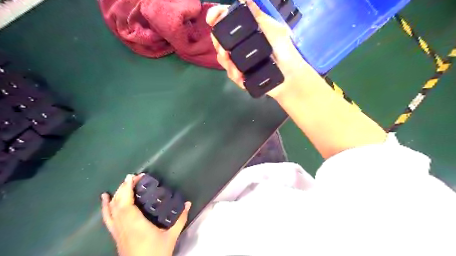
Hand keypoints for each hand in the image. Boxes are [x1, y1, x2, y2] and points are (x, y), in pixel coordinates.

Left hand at [101, 174, 190, 255]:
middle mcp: (123, 226)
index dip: (127, 189)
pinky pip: (108, 218)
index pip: (127, 203)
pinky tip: (104, 198)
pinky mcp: (116, 235)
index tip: (133, 177)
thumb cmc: (156, 254)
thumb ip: (180, 219)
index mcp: (136, 225)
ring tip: (123, 183)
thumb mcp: (171, 237)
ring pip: (112, 209)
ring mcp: (118, 231)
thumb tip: (188, 203)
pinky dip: (105, 207)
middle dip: (124, 188)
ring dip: (116, 194)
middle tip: (134, 177)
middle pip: (118, 203)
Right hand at [207, 0, 319, 98]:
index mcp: (246, 33)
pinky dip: (234, 74)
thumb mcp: (273, 28)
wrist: (290, 75)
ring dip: (224, 60)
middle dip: (218, 43)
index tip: (210, 19)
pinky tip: (239, 74)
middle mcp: (240, 46)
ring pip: (223, 59)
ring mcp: (240, 62)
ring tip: (230, 61)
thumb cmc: (284, 50)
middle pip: (220, 41)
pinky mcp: (243, 77)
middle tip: (223, 47)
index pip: (227, 22)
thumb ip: (258, 16)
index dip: (217, 17)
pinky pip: (232, 75)